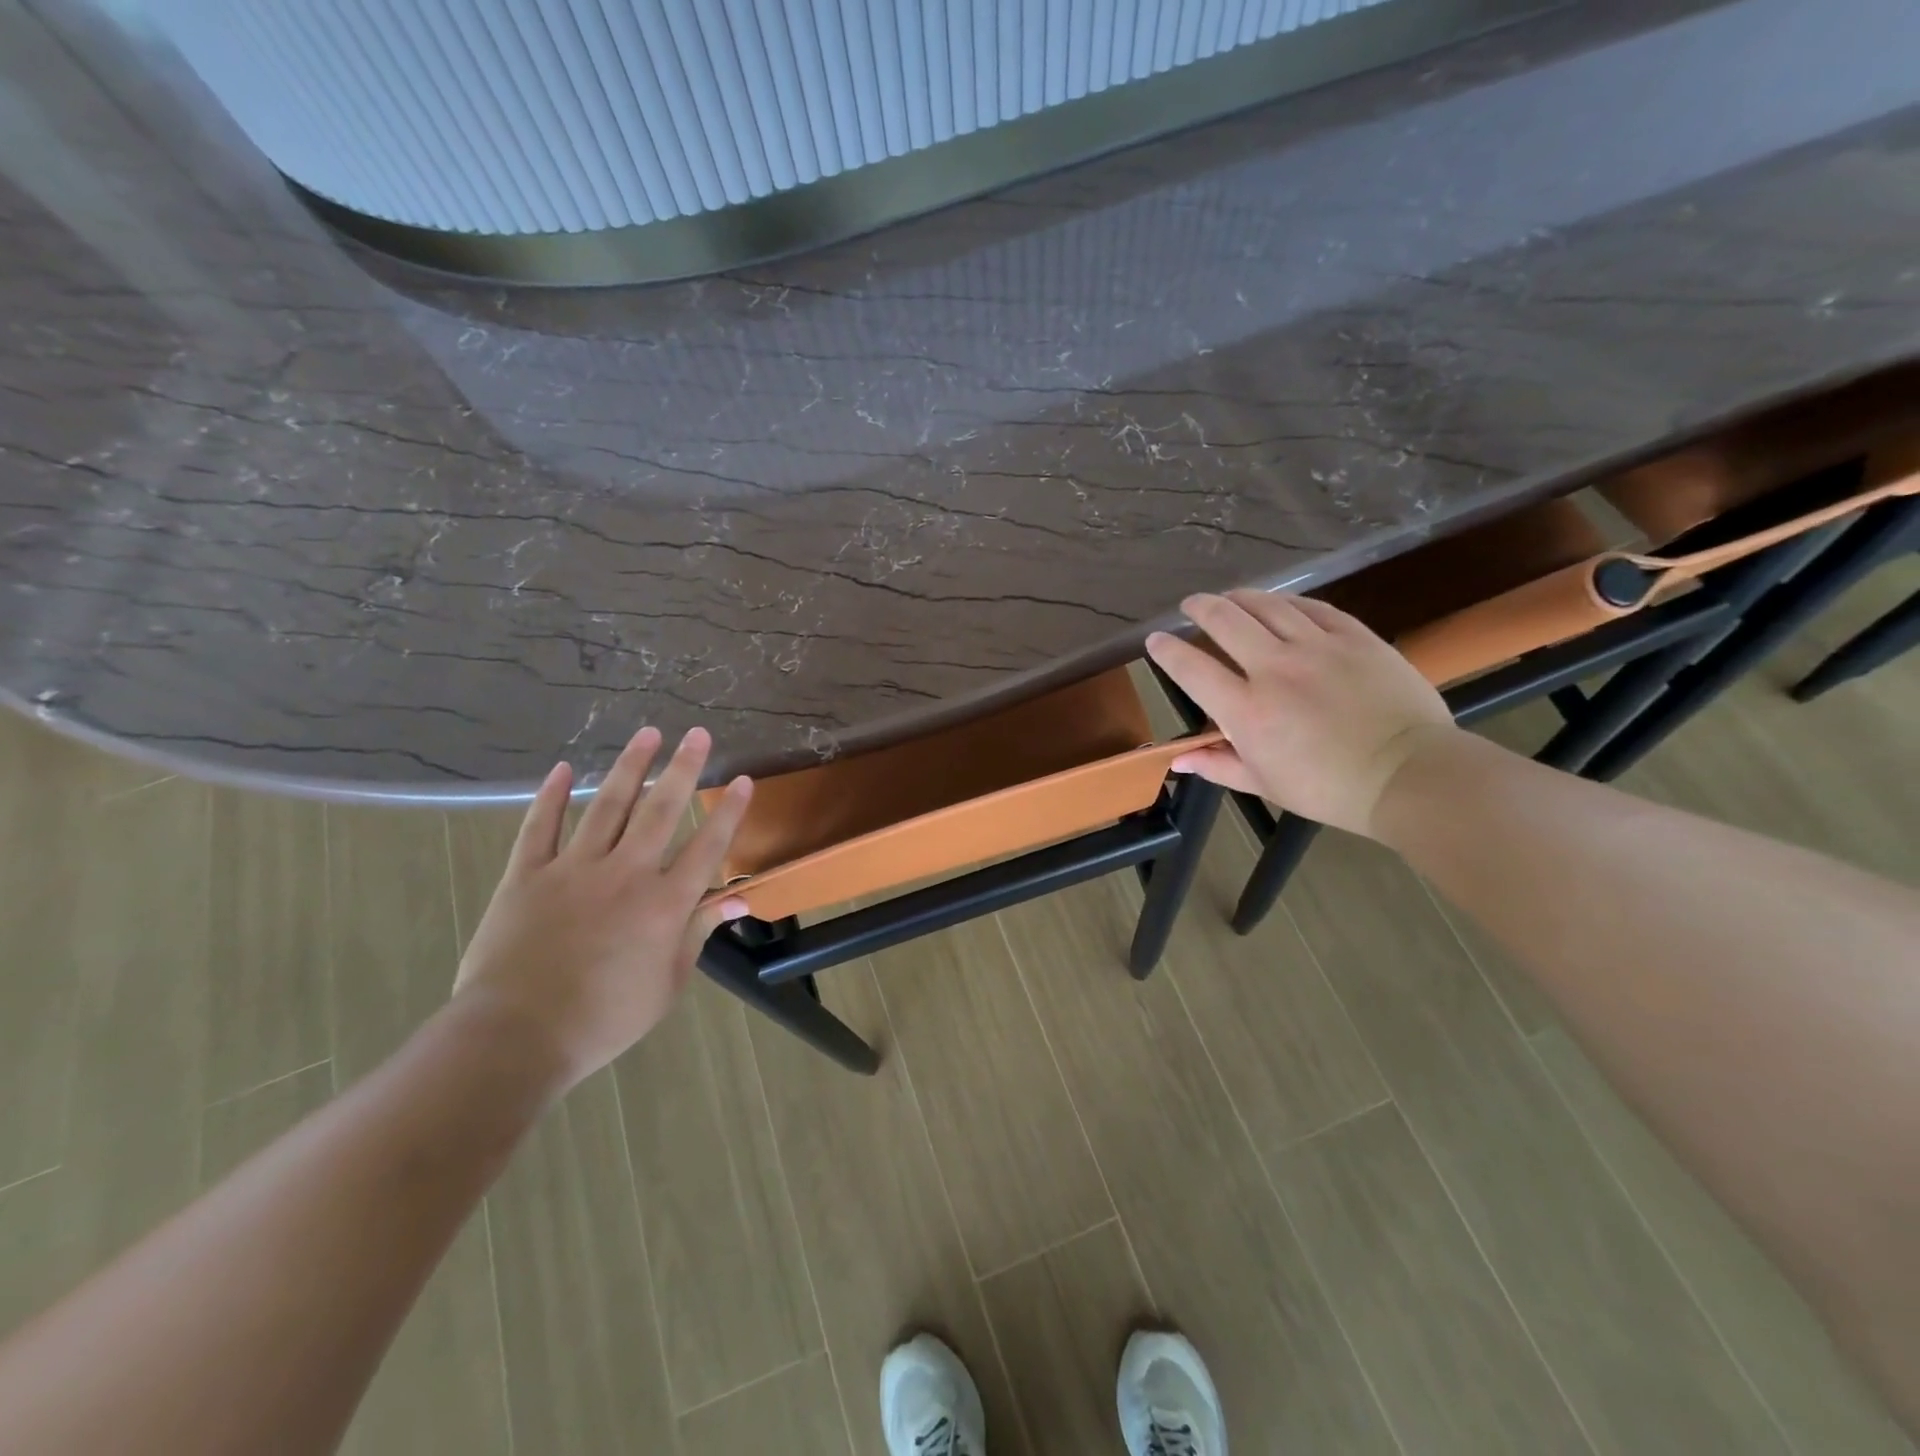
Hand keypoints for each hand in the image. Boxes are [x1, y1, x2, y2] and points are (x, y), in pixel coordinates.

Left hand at [452, 726, 752, 1089]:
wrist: (517, 1036)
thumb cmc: (604, 1019)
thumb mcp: (667, 985)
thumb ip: (699, 934)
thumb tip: (738, 901)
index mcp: (663, 904)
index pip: (707, 847)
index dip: (728, 812)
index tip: (743, 781)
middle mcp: (625, 874)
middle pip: (660, 811)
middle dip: (683, 769)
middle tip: (697, 734)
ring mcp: (573, 869)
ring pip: (607, 807)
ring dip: (630, 768)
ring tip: (648, 734)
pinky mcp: (527, 875)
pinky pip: (539, 827)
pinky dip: (551, 796)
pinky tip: (564, 769)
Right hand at [1147, 591, 1457, 836]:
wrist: (1409, 775)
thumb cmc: (1328, 789)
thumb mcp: (1264, 783)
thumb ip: (1218, 764)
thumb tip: (1179, 759)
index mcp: (1246, 710)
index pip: (1192, 669)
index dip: (1167, 651)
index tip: (1155, 640)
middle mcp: (1275, 668)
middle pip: (1226, 621)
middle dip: (1200, 608)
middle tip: (1191, 605)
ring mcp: (1318, 647)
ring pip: (1269, 605)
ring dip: (1241, 597)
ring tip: (1230, 597)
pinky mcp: (1356, 637)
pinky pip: (1314, 608)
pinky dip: (1290, 602)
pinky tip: (1282, 604)